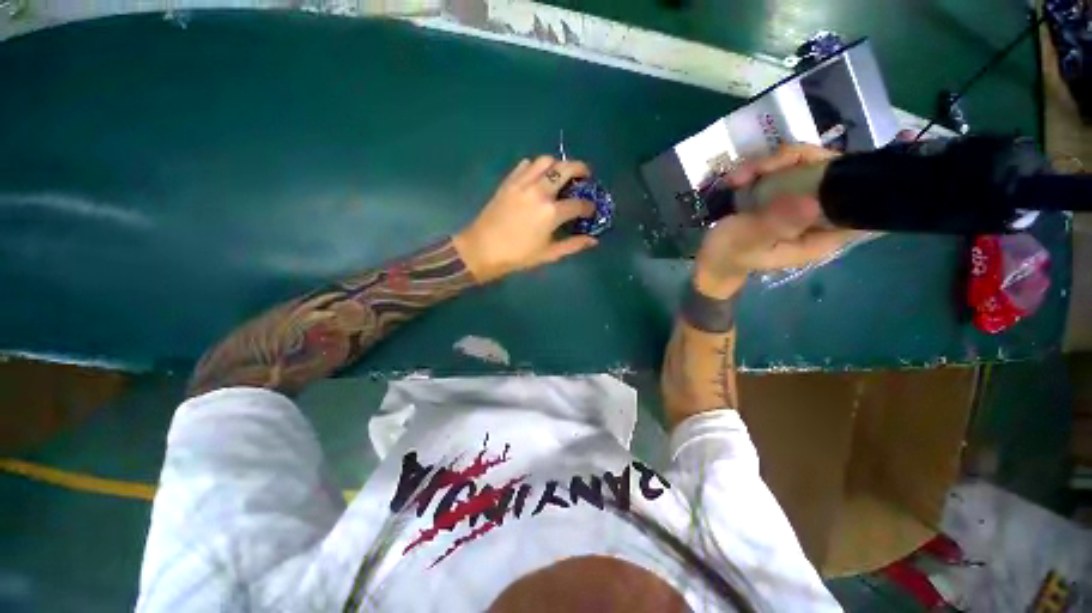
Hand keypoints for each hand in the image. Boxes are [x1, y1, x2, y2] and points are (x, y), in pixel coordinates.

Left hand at [453, 156, 598, 282]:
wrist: (483, 249)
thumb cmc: (518, 256)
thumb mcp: (548, 254)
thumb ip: (573, 245)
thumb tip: (593, 240)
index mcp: (551, 212)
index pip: (578, 204)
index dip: (589, 207)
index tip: (590, 210)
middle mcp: (539, 191)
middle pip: (566, 169)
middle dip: (581, 169)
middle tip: (585, 175)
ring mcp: (522, 183)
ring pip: (545, 160)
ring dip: (558, 164)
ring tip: (561, 174)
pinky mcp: (509, 182)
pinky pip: (525, 164)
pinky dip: (536, 166)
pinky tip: (538, 177)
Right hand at [694, 144, 867, 296]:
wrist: (710, 258)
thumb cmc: (729, 254)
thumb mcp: (748, 241)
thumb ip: (776, 224)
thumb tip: (813, 202)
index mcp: (822, 235)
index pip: (852, 198)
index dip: (837, 172)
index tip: (805, 163)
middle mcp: (819, 216)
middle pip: (829, 171)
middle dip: (793, 161)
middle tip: (757, 169)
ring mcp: (801, 202)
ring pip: (804, 165)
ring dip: (770, 164)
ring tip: (737, 179)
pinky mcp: (784, 196)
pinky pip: (783, 170)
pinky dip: (760, 169)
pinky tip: (737, 180)